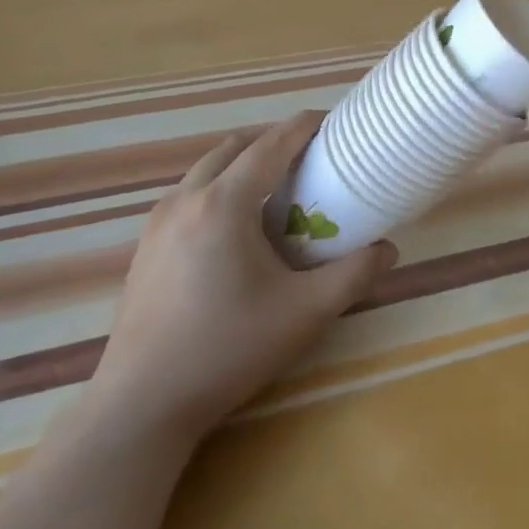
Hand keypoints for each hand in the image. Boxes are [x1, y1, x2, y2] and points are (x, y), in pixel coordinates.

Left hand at [89, 112, 395, 438]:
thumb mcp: (303, 313)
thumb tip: (388, 249)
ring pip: (207, 168)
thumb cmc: (226, 350)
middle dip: (273, 141)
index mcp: (224, 203)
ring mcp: (158, 221)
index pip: (271, 144)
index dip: (304, 126)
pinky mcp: (145, 245)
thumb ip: (352, 276)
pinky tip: (235, 228)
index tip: (332, 122)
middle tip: (308, 158)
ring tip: (275, 190)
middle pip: (236, 146)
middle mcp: (187, 198)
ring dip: (243, 163)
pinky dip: (219, 187)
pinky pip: (189, 193)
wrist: (140, 406)